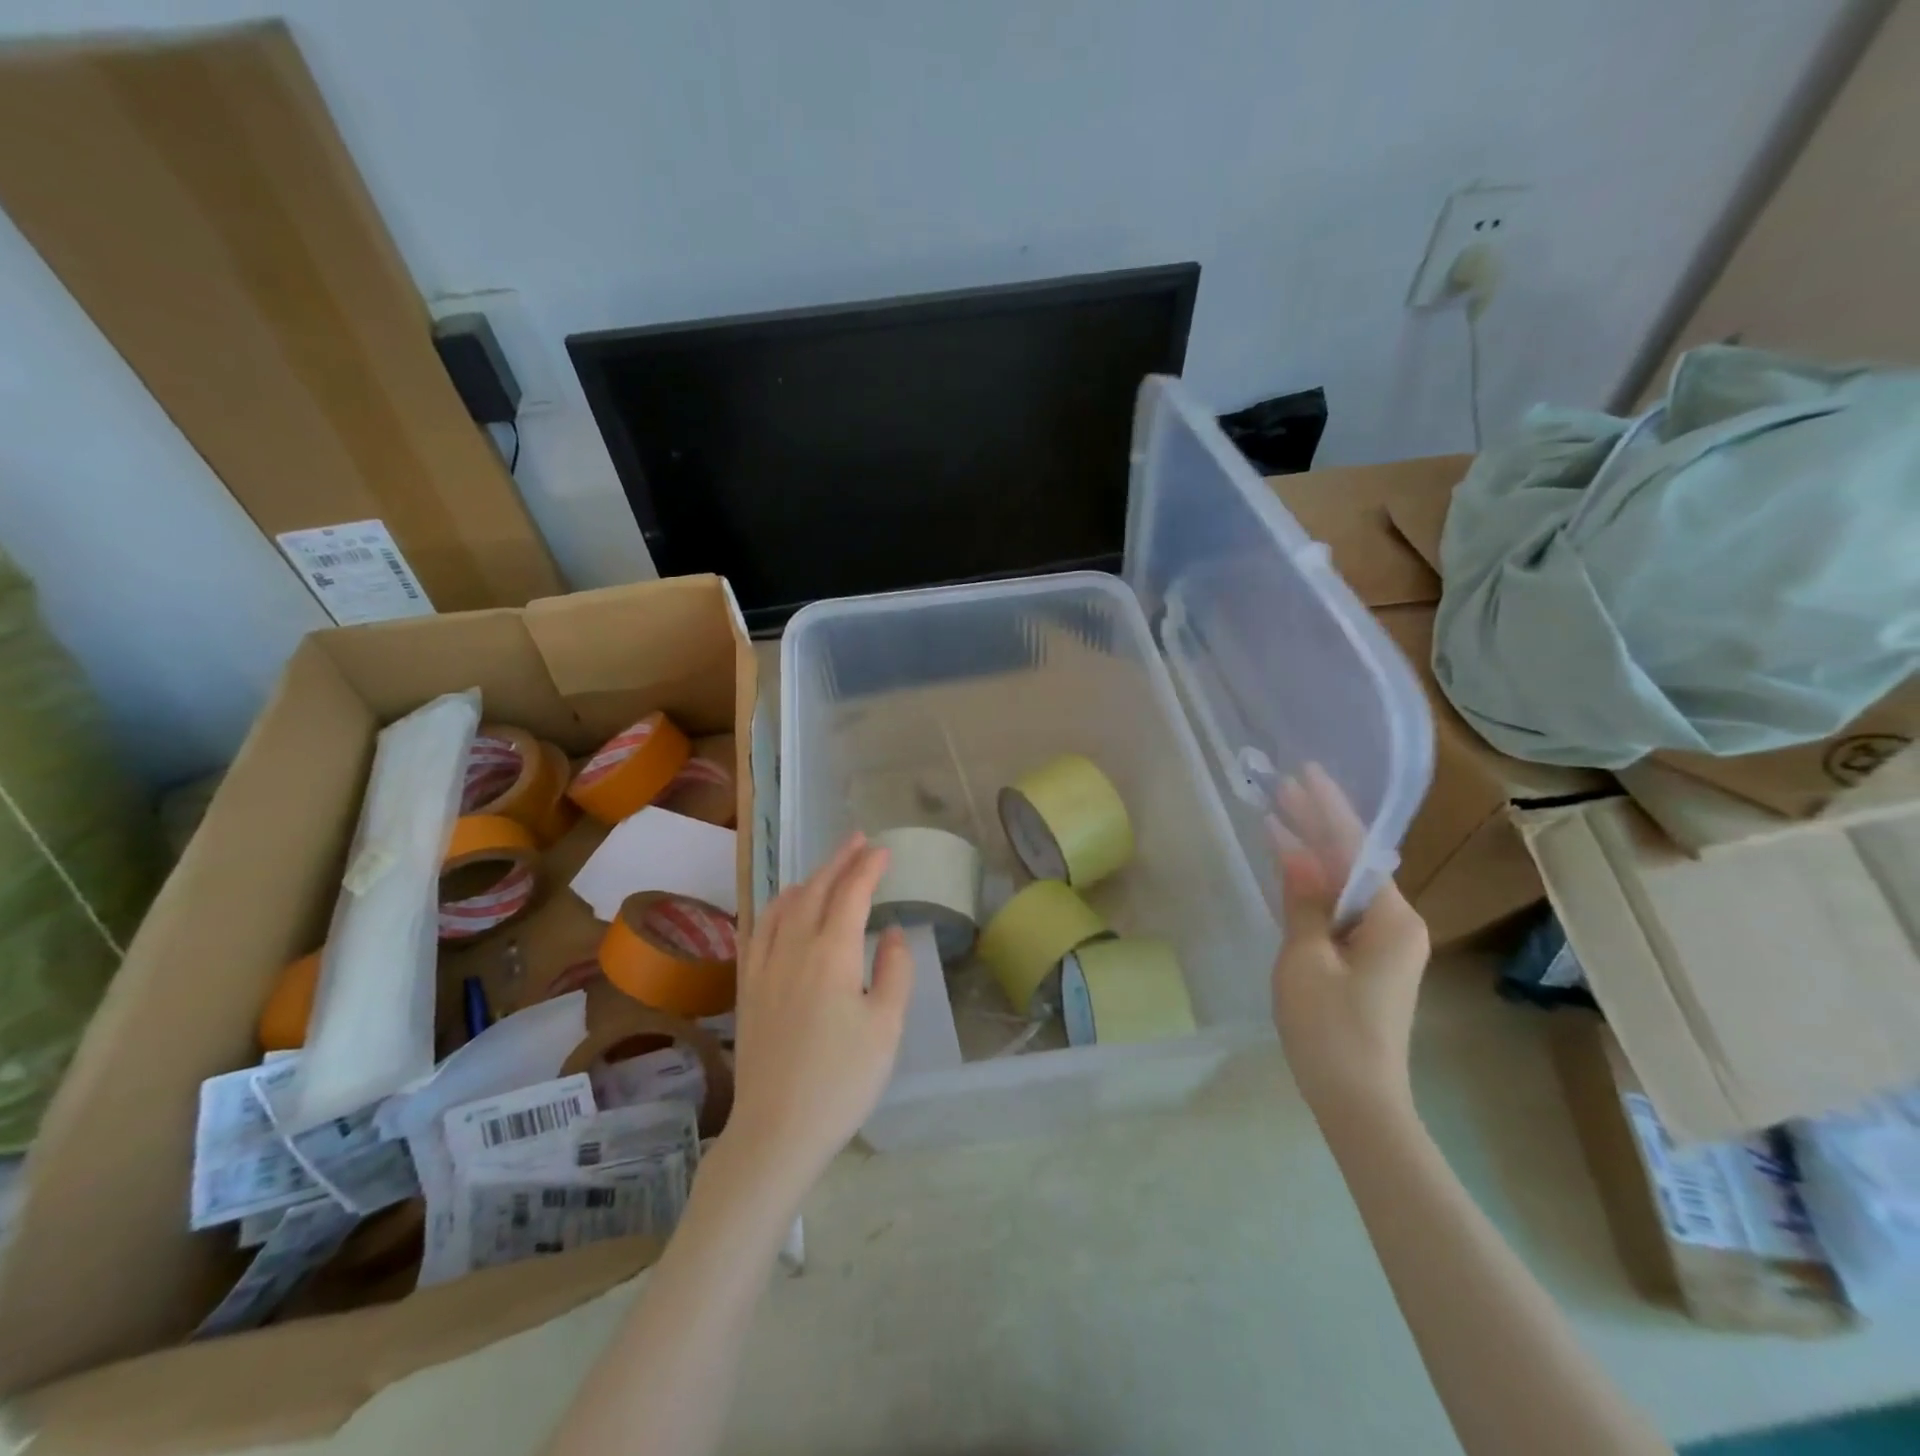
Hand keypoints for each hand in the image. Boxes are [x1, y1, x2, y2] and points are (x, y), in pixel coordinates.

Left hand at [722, 833, 911, 1200]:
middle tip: (858, 841)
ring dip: (807, 879)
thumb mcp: (886, 1027)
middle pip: (815, 890)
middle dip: (838, 861)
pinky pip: (758, 931)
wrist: (777, 1131)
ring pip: (783, 906)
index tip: (883, 851)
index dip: (868, 868)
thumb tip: (890, 932)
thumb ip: (894, 971)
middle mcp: (793, 949)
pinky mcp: (748, 989)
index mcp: (831, 954)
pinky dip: (775, 908)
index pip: (851, 894)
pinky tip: (780, 910)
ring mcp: (764, 967)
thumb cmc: (842, 1080)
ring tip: (824, 870)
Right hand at [1268, 769, 1430, 1115]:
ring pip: (1348, 886)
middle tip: (1283, 788)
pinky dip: (1318, 887)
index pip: (1355, 849)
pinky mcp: (1372, 962)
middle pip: (1354, 863)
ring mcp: (1388, 945)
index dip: (1327, 809)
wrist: (1358, 1100)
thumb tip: (1293, 849)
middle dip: (1319, 826)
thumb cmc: (1329, 1027)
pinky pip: (1344, 909)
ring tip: (1280, 817)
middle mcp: (1399, 924)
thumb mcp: (1305, 957)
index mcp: (1392, 919)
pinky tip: (1294, 870)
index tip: (1305, 773)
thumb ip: (1303, 899)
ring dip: (1316, 854)